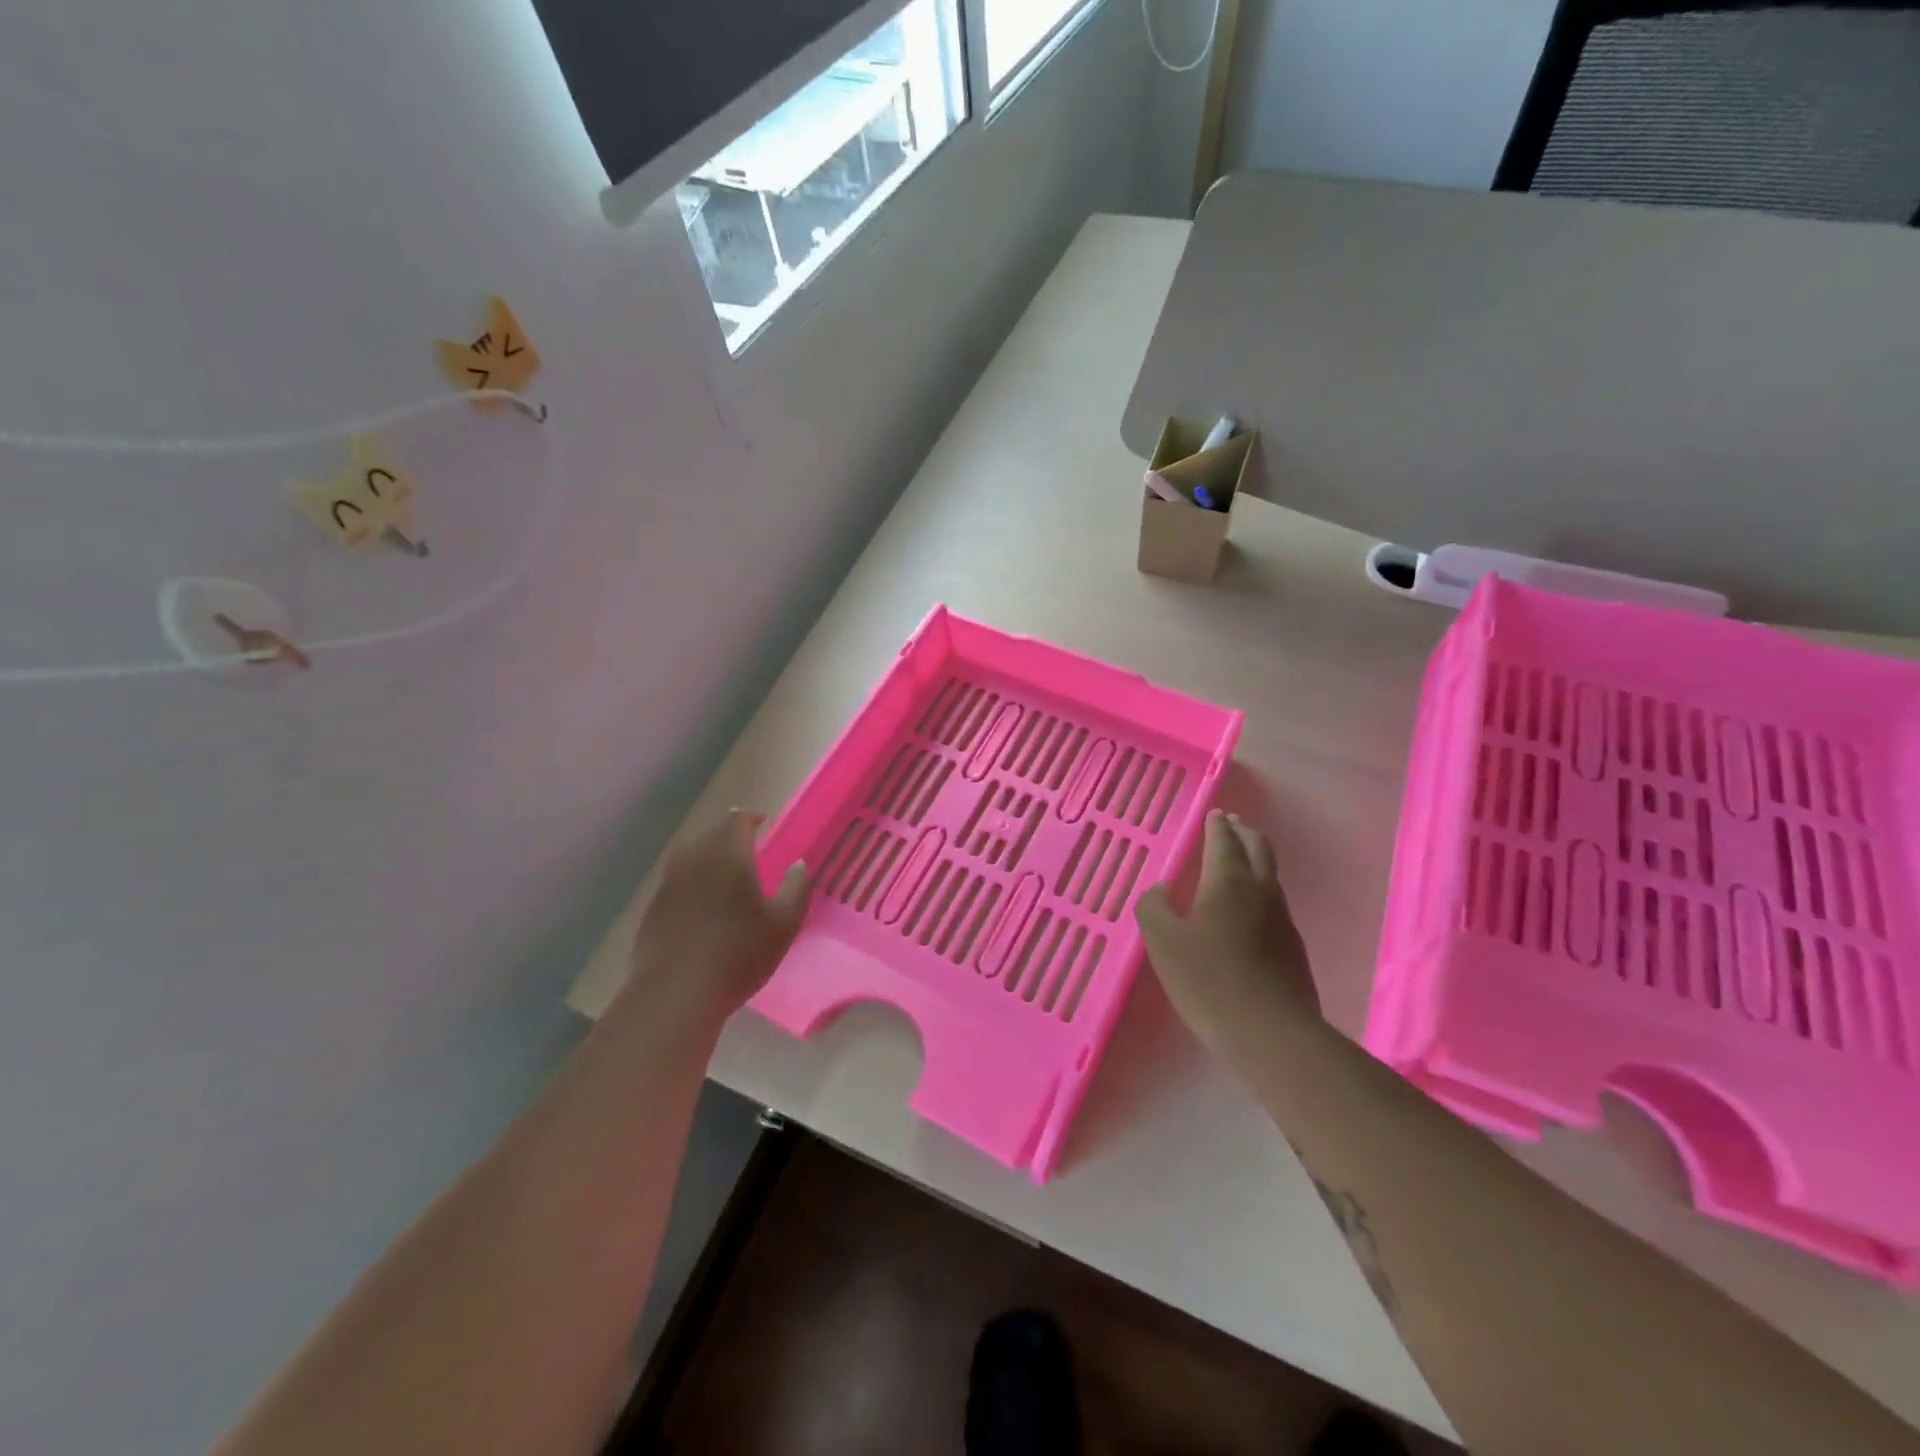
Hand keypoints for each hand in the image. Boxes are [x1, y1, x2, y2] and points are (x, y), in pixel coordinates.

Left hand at [622, 810, 811, 1024]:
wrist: (675, 995)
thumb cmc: (738, 954)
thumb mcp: (784, 923)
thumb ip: (797, 887)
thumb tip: (799, 864)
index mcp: (727, 854)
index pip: (737, 820)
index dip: (752, 819)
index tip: (764, 824)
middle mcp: (694, 858)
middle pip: (712, 833)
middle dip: (731, 835)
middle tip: (750, 848)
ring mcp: (668, 883)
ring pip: (692, 856)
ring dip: (710, 857)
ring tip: (727, 875)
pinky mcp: (653, 907)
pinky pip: (678, 881)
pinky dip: (693, 882)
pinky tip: (703, 907)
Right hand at [1135, 809, 1319, 1057]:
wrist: (1271, 1032)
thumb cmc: (1208, 979)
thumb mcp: (1163, 942)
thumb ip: (1154, 908)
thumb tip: (1160, 889)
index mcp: (1226, 882)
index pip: (1224, 842)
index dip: (1217, 826)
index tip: (1215, 815)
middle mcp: (1260, 892)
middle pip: (1259, 850)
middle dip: (1245, 833)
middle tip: (1233, 825)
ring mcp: (1282, 921)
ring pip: (1272, 876)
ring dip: (1257, 860)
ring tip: (1242, 861)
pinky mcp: (1294, 949)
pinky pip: (1276, 905)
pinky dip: (1262, 891)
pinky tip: (1251, 911)